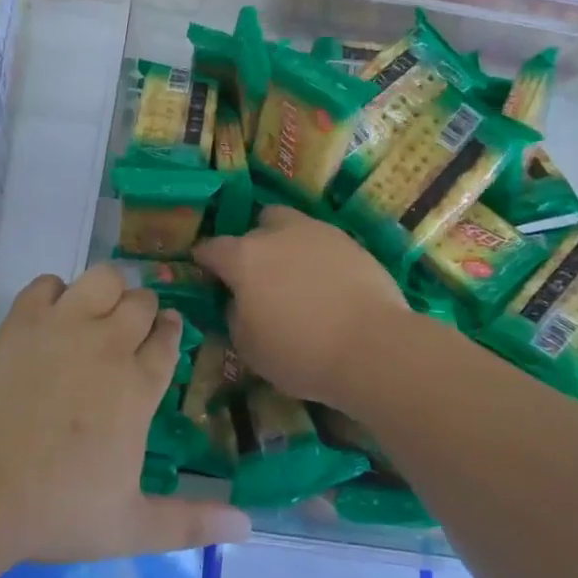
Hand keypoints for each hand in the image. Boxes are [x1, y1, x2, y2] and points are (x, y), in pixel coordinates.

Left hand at [0, 265, 250, 563]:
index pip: (168, 339)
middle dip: (143, 310)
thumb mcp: (131, 527)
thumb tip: (249, 526)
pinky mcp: (22, 322)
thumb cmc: (56, 512)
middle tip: (129, 332)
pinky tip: (50, 317)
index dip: (170, 331)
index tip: (166, 332)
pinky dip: (54, 293)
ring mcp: (63, 326)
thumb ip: (191, 522)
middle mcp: (108, 344)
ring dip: (107, 290)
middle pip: (141, 301)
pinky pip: (47, 283)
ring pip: (103, 277)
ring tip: (96, 313)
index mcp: (138, 386)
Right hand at [194, 206, 409, 411]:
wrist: (373, 347)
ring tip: (295, 277)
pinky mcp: (351, 242)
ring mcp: (318, 232)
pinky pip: (323, 243)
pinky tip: (326, 285)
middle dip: (251, 245)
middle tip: (258, 276)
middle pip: (256, 226)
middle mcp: (278, 233)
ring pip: (292, 226)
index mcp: (244, 257)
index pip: (211, 249)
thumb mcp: (249, 348)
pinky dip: (318, 257)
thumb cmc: (300, 352)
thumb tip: (237, 302)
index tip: (206, 274)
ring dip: (286, 244)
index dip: (204, 261)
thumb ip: (234, 316)